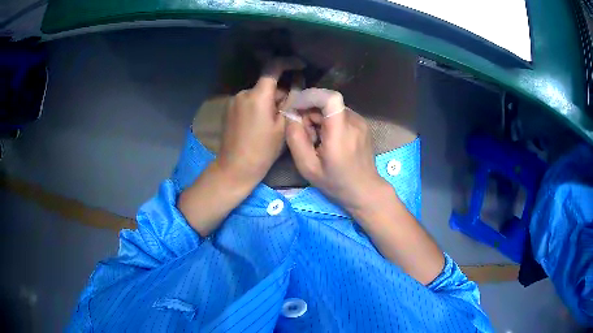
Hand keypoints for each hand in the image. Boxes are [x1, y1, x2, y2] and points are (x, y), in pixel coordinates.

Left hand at [216, 58, 302, 185]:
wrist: (234, 168)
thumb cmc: (262, 150)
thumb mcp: (283, 126)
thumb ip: (291, 101)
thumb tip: (297, 83)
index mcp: (258, 95)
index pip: (273, 67)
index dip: (288, 62)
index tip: (300, 66)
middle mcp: (243, 93)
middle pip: (267, 84)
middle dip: (280, 92)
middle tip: (289, 111)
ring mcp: (233, 101)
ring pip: (258, 94)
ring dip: (269, 101)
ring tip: (274, 122)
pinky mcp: (228, 109)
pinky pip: (248, 101)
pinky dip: (258, 106)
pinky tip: (260, 125)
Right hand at [285, 88, 388, 212]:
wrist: (365, 190)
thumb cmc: (336, 183)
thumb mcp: (308, 167)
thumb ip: (296, 139)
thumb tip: (291, 115)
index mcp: (341, 133)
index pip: (330, 98)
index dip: (310, 97)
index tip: (296, 108)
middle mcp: (354, 122)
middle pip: (326, 103)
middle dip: (309, 114)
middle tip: (306, 136)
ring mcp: (360, 121)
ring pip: (331, 108)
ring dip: (318, 119)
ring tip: (317, 141)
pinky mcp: (362, 123)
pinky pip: (339, 114)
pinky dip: (328, 122)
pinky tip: (328, 140)